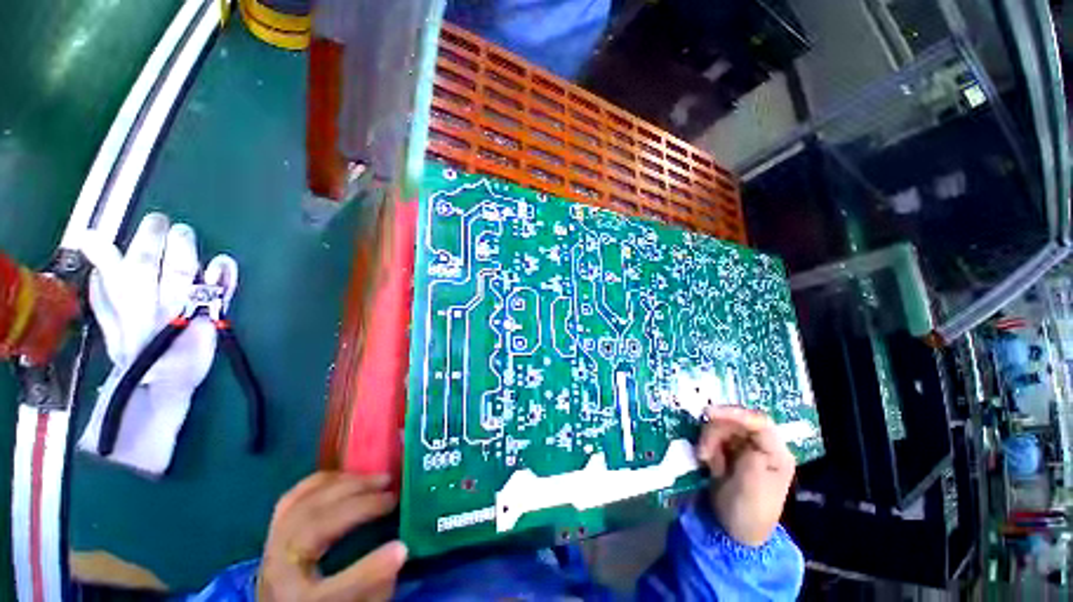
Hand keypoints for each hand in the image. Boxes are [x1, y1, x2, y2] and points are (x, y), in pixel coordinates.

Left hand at [259, 473, 407, 601]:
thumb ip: (374, 587)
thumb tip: (400, 550)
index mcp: (297, 601)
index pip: (331, 591)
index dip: (369, 570)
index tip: (403, 547)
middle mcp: (278, 570)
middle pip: (315, 529)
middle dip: (359, 506)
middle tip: (393, 494)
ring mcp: (273, 544)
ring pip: (304, 504)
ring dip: (346, 485)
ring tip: (378, 479)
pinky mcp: (275, 528)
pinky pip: (293, 497)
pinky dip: (322, 482)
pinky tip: (346, 477)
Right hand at [697, 406, 795, 546]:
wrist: (733, 530)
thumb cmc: (748, 512)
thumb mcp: (752, 487)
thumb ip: (751, 457)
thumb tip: (743, 436)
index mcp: (776, 453)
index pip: (759, 422)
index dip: (734, 413)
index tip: (708, 414)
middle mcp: (762, 445)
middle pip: (735, 421)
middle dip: (715, 431)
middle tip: (703, 452)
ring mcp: (744, 446)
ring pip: (721, 426)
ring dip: (707, 439)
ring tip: (704, 460)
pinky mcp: (728, 449)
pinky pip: (712, 435)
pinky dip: (705, 444)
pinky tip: (705, 460)